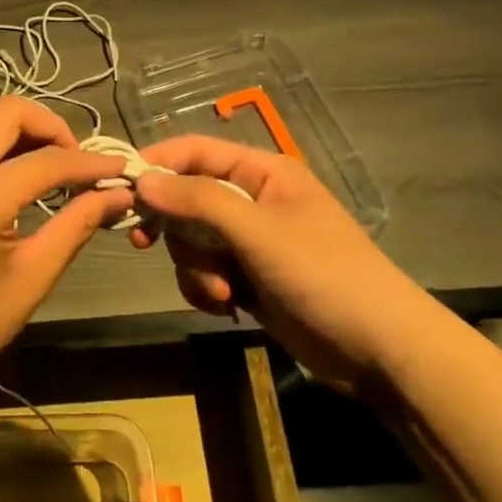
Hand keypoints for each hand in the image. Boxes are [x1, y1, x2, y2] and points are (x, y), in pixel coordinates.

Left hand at [0, 97, 130, 409]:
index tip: (121, 169)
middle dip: (53, 128)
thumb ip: (75, 226)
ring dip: (23, 135)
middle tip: (78, 165)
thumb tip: (117, 195)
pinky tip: (17, 181)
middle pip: (8, 113)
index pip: (46, 160)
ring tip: (52, 172)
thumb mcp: (30, 280)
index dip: (90, 162)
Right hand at [131, 136, 435, 388]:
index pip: (195, 151)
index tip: (121, 187)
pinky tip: (227, 307)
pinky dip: (206, 289)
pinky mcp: (247, 277)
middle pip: (185, 199)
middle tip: (152, 246)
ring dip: (195, 268)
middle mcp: (252, 200)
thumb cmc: (324, 275)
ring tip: (222, 292)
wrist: (380, 350)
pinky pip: (204, 272)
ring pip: (191, 240)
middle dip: (178, 231)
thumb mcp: (258, 232)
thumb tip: (143, 179)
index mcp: (261, 173)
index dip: (156, 163)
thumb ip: (199, 201)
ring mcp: (249, 241)